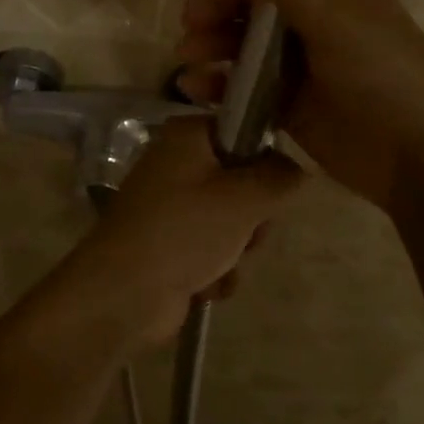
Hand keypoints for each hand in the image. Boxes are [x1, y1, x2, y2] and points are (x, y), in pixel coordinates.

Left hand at [60, 118, 302, 350]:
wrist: (124, 293)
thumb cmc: (185, 230)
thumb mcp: (245, 198)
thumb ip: (281, 176)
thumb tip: (299, 167)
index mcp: (187, 137)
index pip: (242, 131)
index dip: (264, 159)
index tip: (275, 185)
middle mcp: (177, 164)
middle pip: (241, 181)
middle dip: (253, 217)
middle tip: (249, 232)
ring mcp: (170, 207)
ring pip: (231, 221)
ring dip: (237, 250)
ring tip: (224, 264)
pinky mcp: (169, 244)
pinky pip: (211, 249)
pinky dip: (215, 269)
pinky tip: (206, 285)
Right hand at [175, 0, 423, 211]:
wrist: (420, 156)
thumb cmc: (384, 73)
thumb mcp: (334, 17)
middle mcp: (313, 19)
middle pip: (253, 0)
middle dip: (218, 6)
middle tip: (191, 22)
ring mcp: (299, 64)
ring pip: (243, 44)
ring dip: (212, 44)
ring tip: (187, 58)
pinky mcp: (288, 105)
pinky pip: (243, 87)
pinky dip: (218, 85)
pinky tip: (194, 89)